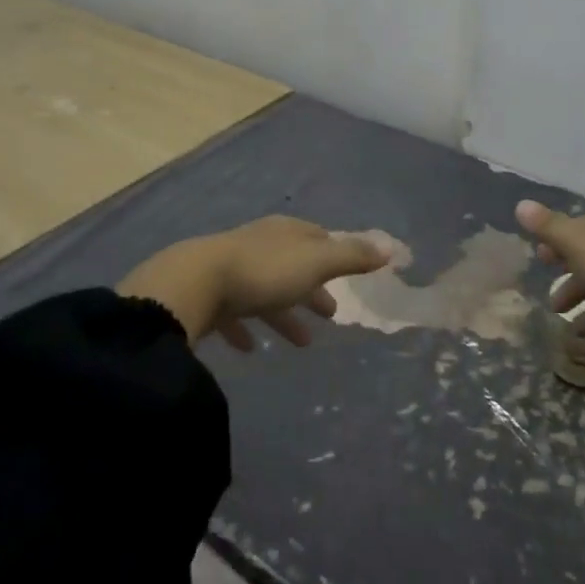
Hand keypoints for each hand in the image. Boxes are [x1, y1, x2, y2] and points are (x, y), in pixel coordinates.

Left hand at [119, 216, 391, 351]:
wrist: (193, 284)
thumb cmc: (263, 272)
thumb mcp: (315, 262)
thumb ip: (352, 257)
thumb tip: (391, 247)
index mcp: (284, 233)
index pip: (316, 237)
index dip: (334, 254)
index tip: (348, 272)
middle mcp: (258, 245)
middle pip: (292, 266)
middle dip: (312, 289)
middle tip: (330, 315)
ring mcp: (230, 269)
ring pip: (264, 292)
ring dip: (284, 315)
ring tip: (301, 344)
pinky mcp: (206, 296)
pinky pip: (232, 315)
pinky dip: (245, 329)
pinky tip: (250, 350)